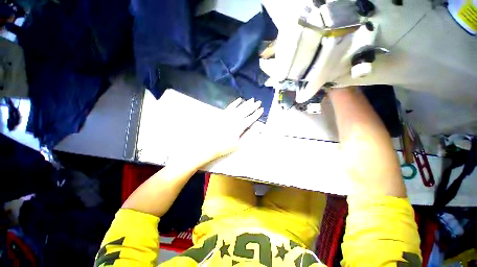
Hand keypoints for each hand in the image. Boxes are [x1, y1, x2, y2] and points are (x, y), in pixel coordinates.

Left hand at [172, 98, 263, 165]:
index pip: (250, 119)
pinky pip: (230, 107)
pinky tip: (239, 100)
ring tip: (251, 99)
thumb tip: (256, 130)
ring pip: (239, 108)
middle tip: (258, 102)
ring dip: (246, 103)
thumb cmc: (224, 146)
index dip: (256, 114)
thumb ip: (247, 137)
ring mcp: (228, 116)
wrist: (209, 144)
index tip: (261, 109)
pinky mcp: (222, 114)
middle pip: (245, 111)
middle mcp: (235, 119)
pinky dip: (235, 103)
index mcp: (239, 127)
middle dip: (253, 106)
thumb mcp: (238, 145)